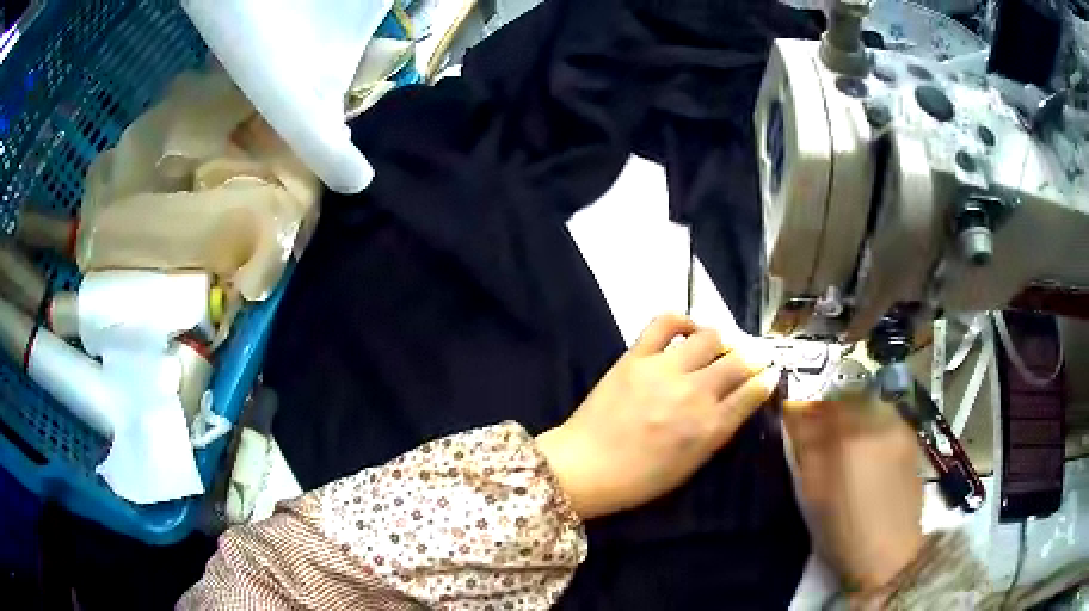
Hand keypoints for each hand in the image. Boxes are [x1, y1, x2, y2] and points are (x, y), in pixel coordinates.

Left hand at [536, 314, 778, 519]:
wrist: (584, 467)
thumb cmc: (639, 479)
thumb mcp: (690, 466)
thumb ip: (717, 432)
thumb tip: (737, 403)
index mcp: (709, 428)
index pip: (752, 393)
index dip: (766, 380)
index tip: (770, 374)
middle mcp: (694, 393)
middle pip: (738, 362)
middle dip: (753, 358)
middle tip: (752, 358)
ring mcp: (664, 370)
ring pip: (710, 337)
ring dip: (723, 340)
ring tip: (721, 346)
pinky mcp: (636, 356)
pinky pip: (664, 323)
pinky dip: (682, 320)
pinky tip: (688, 330)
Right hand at [782, 396, 924, 591]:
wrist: (889, 552)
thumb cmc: (842, 532)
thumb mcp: (813, 496)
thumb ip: (805, 450)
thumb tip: (794, 415)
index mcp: (847, 437)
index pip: (820, 404)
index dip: (805, 409)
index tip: (795, 418)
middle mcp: (876, 422)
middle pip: (847, 397)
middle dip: (830, 407)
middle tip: (820, 429)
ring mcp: (898, 428)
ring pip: (869, 404)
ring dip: (854, 413)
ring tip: (846, 438)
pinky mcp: (911, 439)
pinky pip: (887, 417)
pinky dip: (873, 423)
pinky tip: (869, 448)